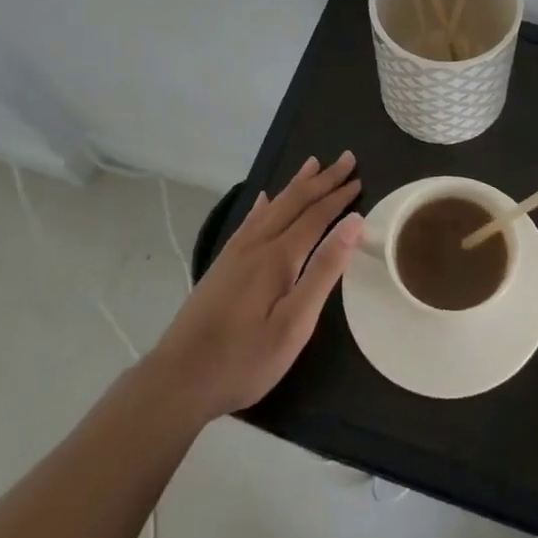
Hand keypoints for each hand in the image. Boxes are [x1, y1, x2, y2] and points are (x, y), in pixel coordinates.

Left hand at [146, 152, 364, 421]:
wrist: (178, 379)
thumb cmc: (244, 359)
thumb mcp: (295, 324)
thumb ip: (324, 271)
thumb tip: (353, 223)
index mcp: (278, 257)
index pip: (315, 216)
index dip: (338, 197)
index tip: (359, 179)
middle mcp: (257, 245)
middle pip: (294, 202)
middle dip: (322, 180)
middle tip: (346, 158)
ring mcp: (235, 253)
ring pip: (272, 206)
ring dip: (296, 184)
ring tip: (313, 163)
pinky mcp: (222, 265)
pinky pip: (249, 221)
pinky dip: (264, 204)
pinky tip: (264, 198)